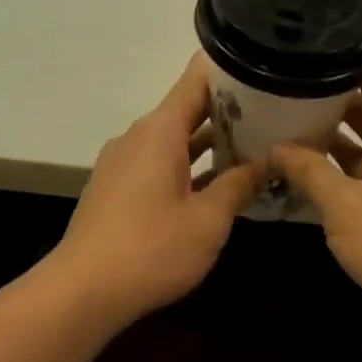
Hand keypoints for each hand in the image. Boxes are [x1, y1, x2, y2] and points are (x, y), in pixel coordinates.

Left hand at [51, 54, 265, 325]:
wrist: (84, 291)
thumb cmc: (152, 250)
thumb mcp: (209, 219)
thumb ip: (239, 184)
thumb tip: (268, 160)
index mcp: (160, 131)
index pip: (198, 78)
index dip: (233, 70)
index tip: (268, 75)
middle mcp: (138, 137)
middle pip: (187, 108)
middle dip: (230, 111)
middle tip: (277, 116)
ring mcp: (124, 164)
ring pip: (174, 140)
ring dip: (211, 144)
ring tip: (256, 148)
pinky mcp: (118, 190)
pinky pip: (160, 164)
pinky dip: (189, 167)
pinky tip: (218, 184)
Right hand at [270, 69, 361, 334]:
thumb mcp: (342, 205)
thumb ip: (308, 171)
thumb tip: (278, 147)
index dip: (339, 67)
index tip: (302, 66)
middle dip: (332, 110)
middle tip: (287, 107)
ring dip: (343, 148)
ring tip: (297, 144)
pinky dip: (358, 175)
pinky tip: (326, 187)